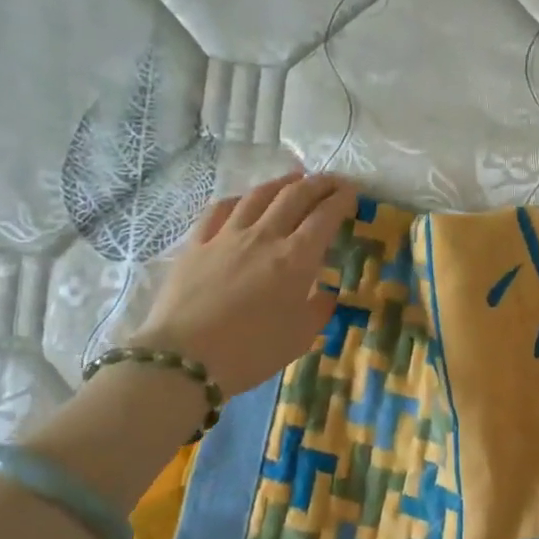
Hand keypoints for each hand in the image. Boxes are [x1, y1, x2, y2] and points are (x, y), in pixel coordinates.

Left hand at [132, 170, 356, 396]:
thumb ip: (318, 310)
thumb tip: (325, 293)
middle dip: (318, 183)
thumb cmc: (251, 352)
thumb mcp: (300, 338)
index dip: (342, 199)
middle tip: (332, 181)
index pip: (325, 216)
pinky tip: (244, 201)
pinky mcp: (197, 244)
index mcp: (296, 258)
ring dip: (281, 183)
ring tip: (294, 179)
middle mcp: (264, 236)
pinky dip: (239, 199)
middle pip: (295, 195)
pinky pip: (220, 210)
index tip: (352, 193)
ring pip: (258, 196)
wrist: (185, 359)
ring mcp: (227, 236)